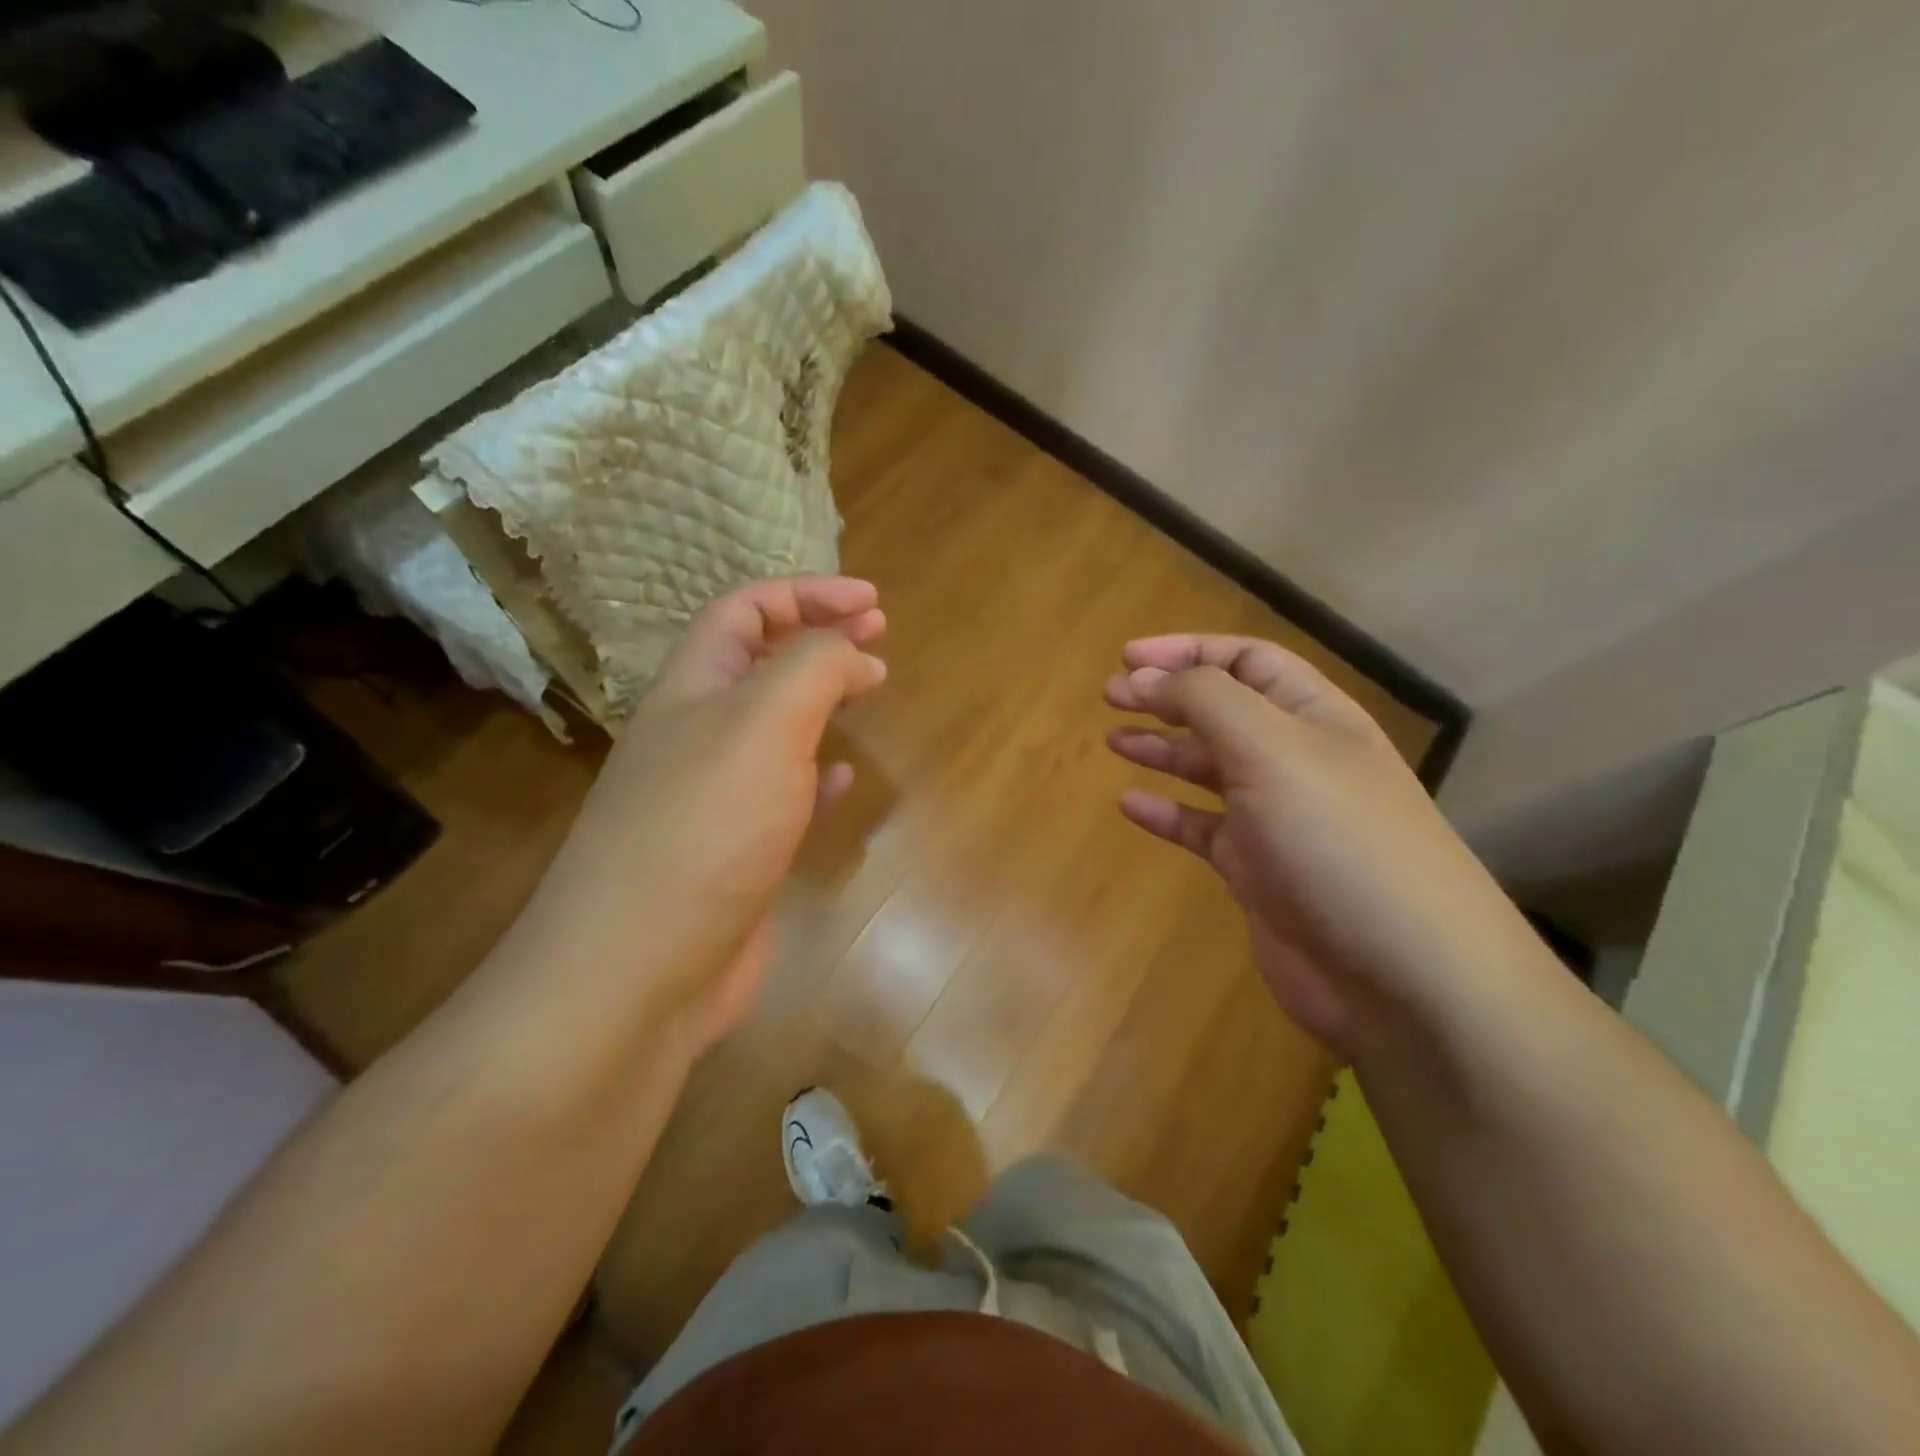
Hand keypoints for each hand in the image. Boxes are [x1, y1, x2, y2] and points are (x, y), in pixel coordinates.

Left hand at [516, 577, 885, 1056]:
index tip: (872, 603)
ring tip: (868, 687)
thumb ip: (814, 668)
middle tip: (879, 632)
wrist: (638, 970)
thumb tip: (856, 654)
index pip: (745, 610)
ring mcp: (714, 796)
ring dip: (820, 698)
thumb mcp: (763, 724)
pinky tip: (839, 776)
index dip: (806, 593)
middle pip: (759, 661)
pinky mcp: (735, 851)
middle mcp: (697, 733)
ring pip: (773, 725)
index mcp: (693, 689)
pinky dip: (814, 772)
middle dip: (819, 636)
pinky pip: (781, 792)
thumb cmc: (702, 829)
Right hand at [1105, 635, 1538, 1056]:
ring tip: (1114, 739)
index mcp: (1315, 717)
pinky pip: (1202, 829)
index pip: (1247, 661)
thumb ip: (1206, 701)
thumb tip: (1147, 676)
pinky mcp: (1258, 871)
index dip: (1188, 651)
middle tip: (1112, 695)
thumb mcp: (1272, 750)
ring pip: (1209, 768)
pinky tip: (1131, 805)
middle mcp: (1297, 760)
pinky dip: (1167, 813)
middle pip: (1224, 711)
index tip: (1128, 657)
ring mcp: (1277, 819)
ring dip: (1163, 749)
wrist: (1402, 977)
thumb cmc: (1338, 841)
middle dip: (1168, 696)